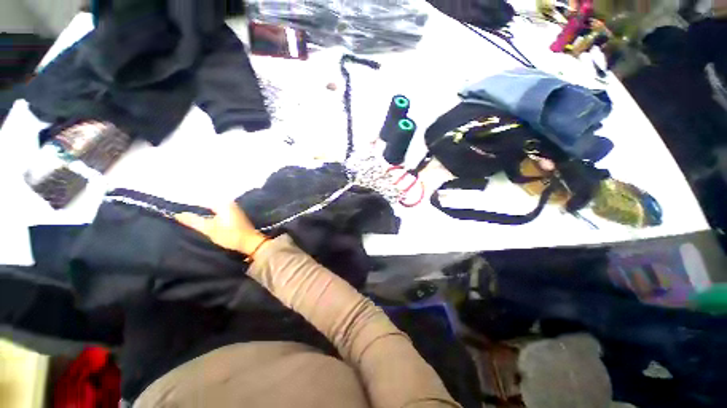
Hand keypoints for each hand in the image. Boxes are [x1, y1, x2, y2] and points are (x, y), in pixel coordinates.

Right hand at [175, 203, 267, 254]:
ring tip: (188, 217)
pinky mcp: (234, 215)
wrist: (250, 242)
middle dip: (195, 207)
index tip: (175, 208)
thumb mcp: (209, 229)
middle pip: (207, 203)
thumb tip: (178, 214)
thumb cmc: (230, 235)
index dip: (189, 204)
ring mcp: (232, 208)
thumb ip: (193, 220)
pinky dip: (209, 214)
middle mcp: (228, 203)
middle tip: (180, 213)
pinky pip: (217, 212)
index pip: (201, 199)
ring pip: (212, 208)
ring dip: (202, 211)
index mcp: (223, 203)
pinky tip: (202, 220)